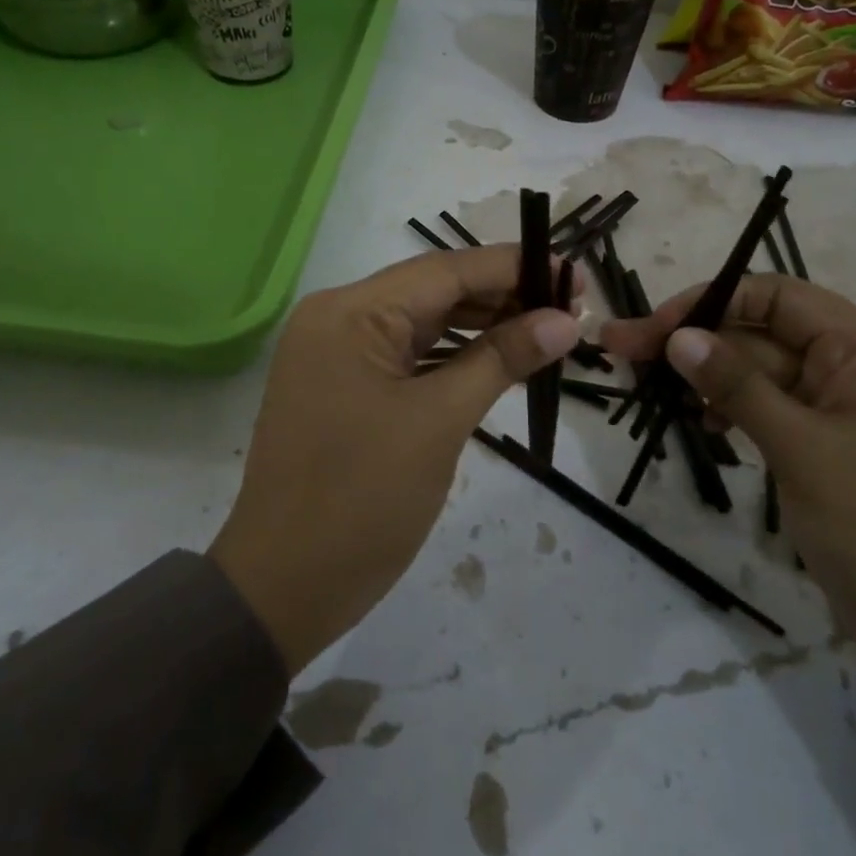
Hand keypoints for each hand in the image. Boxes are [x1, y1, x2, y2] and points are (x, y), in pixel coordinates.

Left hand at [210, 247, 581, 674]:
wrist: (284, 587)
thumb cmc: (362, 500)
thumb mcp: (439, 422)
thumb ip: (501, 360)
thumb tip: (565, 321)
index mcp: (350, 313)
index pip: (445, 270)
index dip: (513, 267)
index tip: (571, 275)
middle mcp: (338, 318)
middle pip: (434, 291)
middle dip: (502, 296)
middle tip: (568, 309)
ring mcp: (337, 354)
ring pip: (423, 324)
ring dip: (482, 327)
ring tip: (546, 332)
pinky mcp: (344, 387)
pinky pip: (408, 356)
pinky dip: (454, 357)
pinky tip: (499, 361)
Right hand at [603, 276, 855, 710]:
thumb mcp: (805, 450)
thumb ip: (738, 386)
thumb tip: (679, 335)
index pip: (773, 297)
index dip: (707, 303)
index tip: (652, 330)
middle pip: (761, 334)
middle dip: (695, 343)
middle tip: (621, 354)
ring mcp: (844, 411)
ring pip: (763, 375)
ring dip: (710, 378)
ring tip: (653, 393)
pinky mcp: (833, 450)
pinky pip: (775, 412)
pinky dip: (736, 413)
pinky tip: (706, 428)